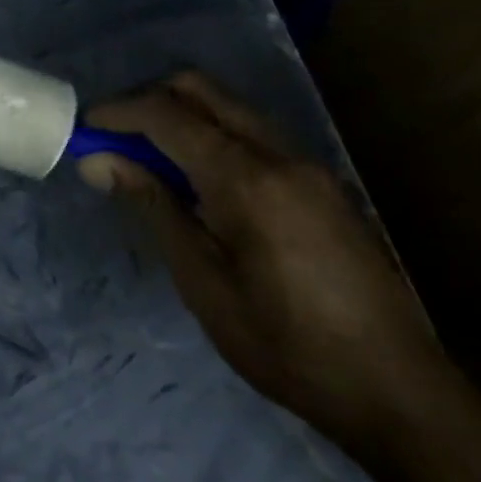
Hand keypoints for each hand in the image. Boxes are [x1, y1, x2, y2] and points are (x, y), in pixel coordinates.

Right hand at [78, 72, 458, 452]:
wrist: (397, 391)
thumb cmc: (284, 346)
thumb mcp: (202, 282)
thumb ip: (153, 208)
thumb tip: (99, 161)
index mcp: (248, 179)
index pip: (169, 115)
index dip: (118, 113)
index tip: (83, 128)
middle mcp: (282, 155)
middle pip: (202, 90)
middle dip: (149, 101)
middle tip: (114, 139)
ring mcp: (309, 166)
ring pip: (230, 109)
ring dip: (182, 118)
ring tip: (148, 163)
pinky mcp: (323, 184)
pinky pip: (254, 136)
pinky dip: (213, 139)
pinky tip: (199, 186)